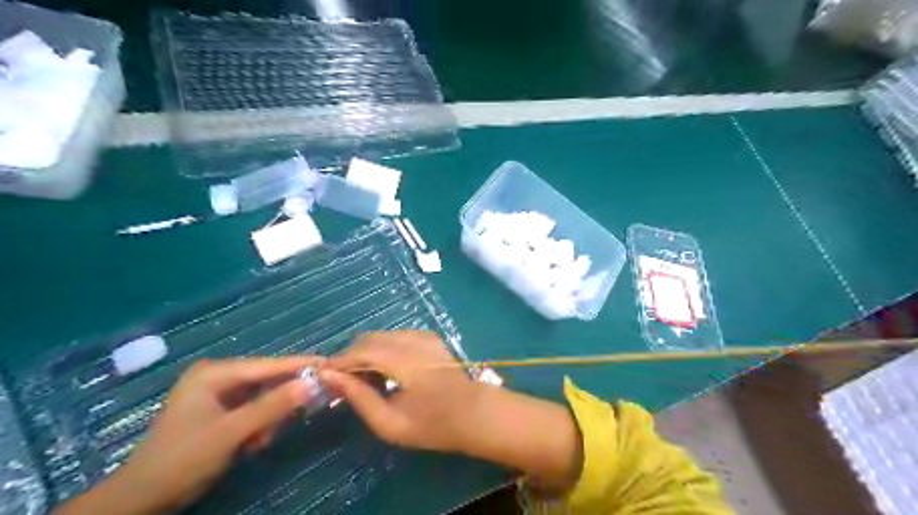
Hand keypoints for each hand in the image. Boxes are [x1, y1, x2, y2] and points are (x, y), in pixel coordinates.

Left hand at [56, 356, 320, 512]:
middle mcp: (216, 377)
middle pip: (266, 379)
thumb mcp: (231, 433)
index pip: (267, 365)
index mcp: (214, 373)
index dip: (299, 364)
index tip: (329, 363)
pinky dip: (259, 424)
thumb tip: (312, 382)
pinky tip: (254, 442)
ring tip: (262, 440)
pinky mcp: (219, 410)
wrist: (141, 500)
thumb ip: (272, 406)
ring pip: (262, 396)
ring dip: (269, 417)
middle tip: (306, 409)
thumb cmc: (183, 460)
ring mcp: (217, 394)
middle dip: (282, 399)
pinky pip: (252, 409)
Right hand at [318, 329, 481, 451]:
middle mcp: (413, 340)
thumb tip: (330, 377)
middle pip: (370, 339)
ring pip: (382, 336)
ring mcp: (423, 335)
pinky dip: (382, 348)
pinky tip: (384, 369)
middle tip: (342, 380)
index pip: (361, 351)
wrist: (473, 413)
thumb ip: (359, 397)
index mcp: (405, 361)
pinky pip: (396, 336)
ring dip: (366, 352)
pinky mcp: (429, 336)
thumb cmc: (432, 425)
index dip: (339, 361)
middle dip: (351, 356)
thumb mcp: (390, 423)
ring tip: (363, 378)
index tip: (323, 375)